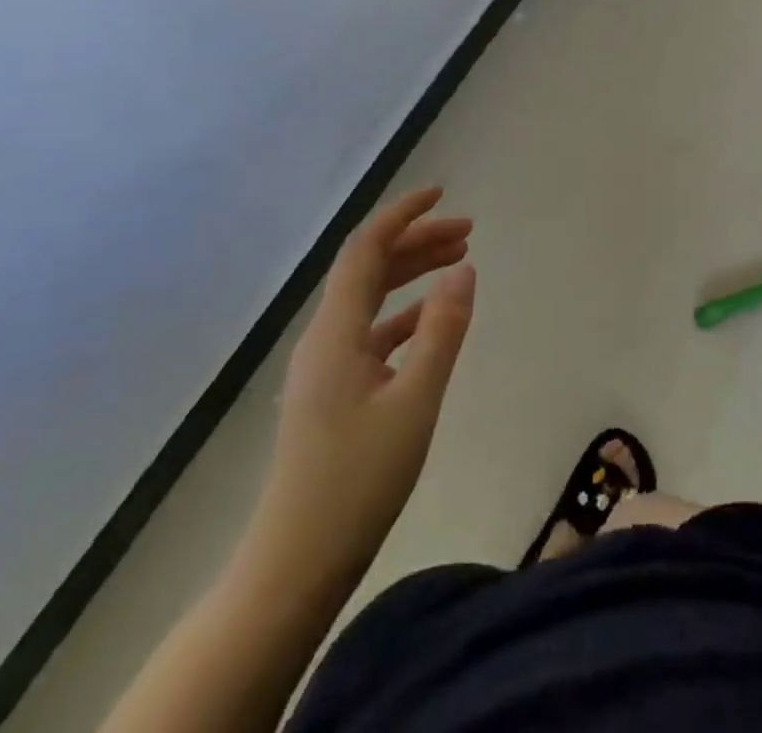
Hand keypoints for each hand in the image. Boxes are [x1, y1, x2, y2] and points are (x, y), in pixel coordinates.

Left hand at [244, 187, 475, 600]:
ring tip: (458, 261)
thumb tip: (464, 268)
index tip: (442, 194)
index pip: (366, 249)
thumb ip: (442, 330)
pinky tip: (432, 321)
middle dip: (417, 241)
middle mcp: (324, 337)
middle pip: (370, 268)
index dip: (402, 215)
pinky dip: (404, 313)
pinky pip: (371, 331)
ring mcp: (325, 366)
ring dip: (412, 274)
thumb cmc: (356, 481)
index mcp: (336, 331)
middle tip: (468, 231)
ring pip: (371, 299)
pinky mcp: (333, 392)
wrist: (294, 566)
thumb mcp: (415, 401)